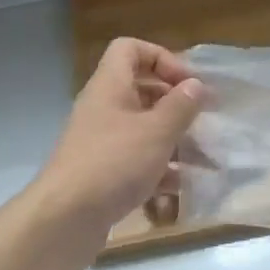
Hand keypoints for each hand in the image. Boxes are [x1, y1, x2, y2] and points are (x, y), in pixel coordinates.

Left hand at [30, 38, 205, 269]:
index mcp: (110, 86)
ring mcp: (101, 142)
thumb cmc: (114, 163)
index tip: (187, 83)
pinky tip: (183, 187)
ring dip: (173, 140)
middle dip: (175, 104)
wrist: (65, 219)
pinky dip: (160, 169)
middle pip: (141, 90)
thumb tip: (196, 85)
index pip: (130, 49)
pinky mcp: (103, 173)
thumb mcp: (156, 131)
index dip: (161, 58)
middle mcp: (103, 108)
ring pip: (142, 129)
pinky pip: (136, 161)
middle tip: (203, 119)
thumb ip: (181, 106)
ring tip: (204, 158)